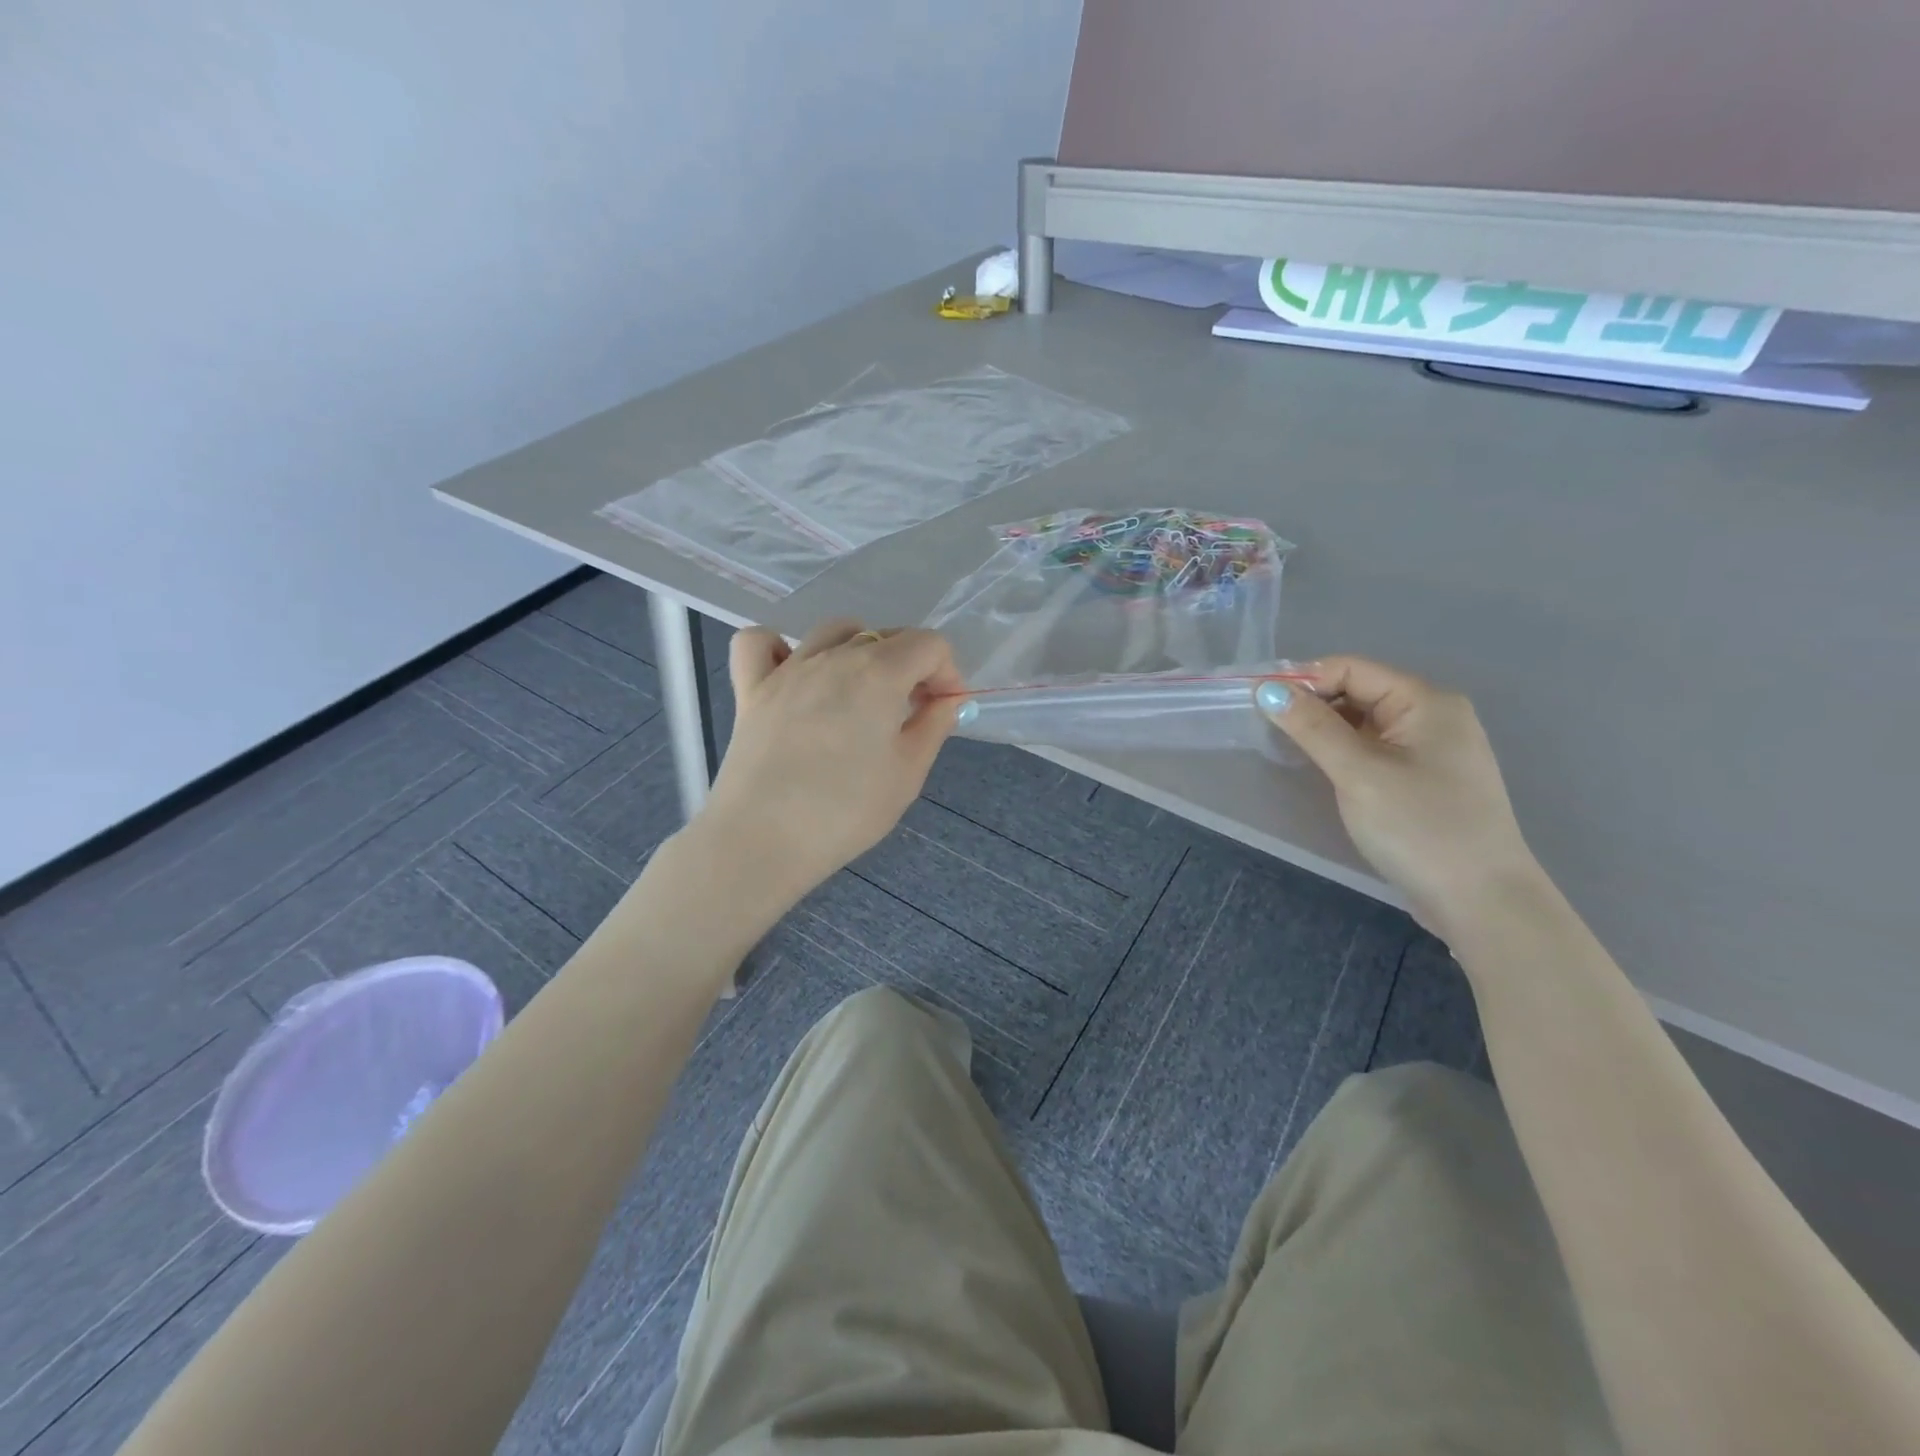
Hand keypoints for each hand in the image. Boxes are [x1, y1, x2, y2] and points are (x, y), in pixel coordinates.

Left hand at [695, 619, 963, 906]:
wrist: (762, 839)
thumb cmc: (845, 811)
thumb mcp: (908, 774)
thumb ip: (933, 726)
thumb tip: (945, 699)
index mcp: (879, 673)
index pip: (929, 644)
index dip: (947, 673)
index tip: (942, 709)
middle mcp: (834, 657)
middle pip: (886, 635)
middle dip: (911, 665)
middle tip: (911, 712)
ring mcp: (787, 669)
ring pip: (833, 631)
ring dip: (859, 649)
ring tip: (861, 691)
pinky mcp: (750, 689)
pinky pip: (759, 643)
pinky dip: (779, 647)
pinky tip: (794, 674)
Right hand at [1258, 656, 1542, 936]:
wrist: (1481, 901)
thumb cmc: (1419, 827)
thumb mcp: (1358, 772)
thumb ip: (1312, 727)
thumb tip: (1267, 689)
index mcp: (1426, 701)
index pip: (1351, 669)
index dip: (1304, 681)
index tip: (1260, 705)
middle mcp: (1434, 715)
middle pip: (1359, 691)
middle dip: (1313, 705)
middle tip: (1269, 731)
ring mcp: (1433, 749)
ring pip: (1364, 722)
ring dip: (1326, 731)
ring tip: (1291, 751)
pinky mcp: (1426, 779)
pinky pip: (1375, 748)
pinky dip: (1344, 752)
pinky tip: (1324, 771)